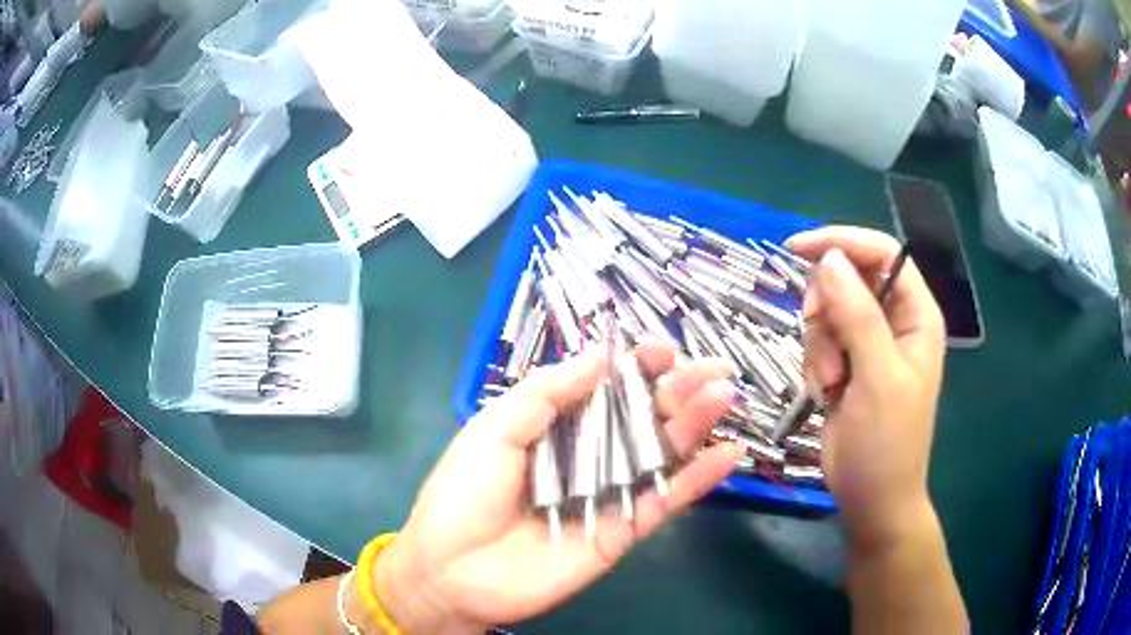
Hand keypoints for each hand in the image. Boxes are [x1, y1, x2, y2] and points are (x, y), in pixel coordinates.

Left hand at [374, 343, 740, 631]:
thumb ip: (547, 392)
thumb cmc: (463, 494)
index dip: (636, 367)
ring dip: (695, 425)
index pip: (605, 388)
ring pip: (660, 454)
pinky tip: (728, 454)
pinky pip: (664, 501)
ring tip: (724, 396)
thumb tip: (601, 352)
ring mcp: (607, 494)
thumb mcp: (494, 429)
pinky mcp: (621, 531)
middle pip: (641, 417)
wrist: (452, 572)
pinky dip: (697, 480)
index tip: (664, 350)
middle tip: (716, 370)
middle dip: (679, 390)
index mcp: (554, 425)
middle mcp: (587, 455)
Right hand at [786, 227, 945, 552]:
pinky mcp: (845, 363)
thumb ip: (857, 314)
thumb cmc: (887, 441)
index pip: (882, 253)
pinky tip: (827, 392)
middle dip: (826, 305)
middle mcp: (892, 320)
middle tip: (822, 337)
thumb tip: (829, 258)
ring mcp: (867, 342)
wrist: (872, 496)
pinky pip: (817, 339)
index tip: (797, 249)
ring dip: (819, 343)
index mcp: (915, 314)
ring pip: (826, 309)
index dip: (842, 242)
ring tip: (831, 382)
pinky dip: (815, 363)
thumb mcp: (877, 376)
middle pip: (847, 276)